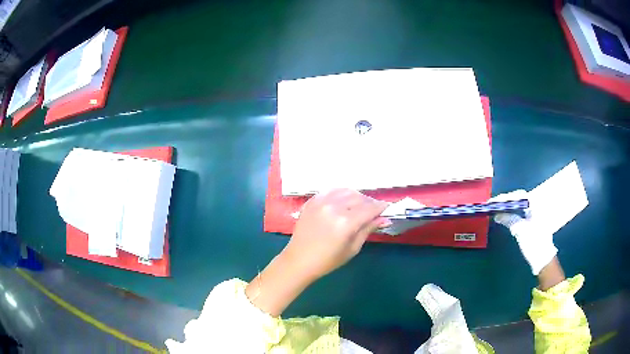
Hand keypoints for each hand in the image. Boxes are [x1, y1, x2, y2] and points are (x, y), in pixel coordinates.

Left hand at [283, 188, 389, 280]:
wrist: (299, 260)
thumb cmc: (328, 260)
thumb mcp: (352, 248)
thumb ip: (368, 229)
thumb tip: (384, 219)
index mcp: (346, 222)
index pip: (370, 208)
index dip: (381, 207)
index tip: (387, 208)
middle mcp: (334, 207)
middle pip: (359, 197)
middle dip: (370, 203)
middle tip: (374, 210)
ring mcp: (321, 202)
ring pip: (346, 191)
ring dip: (357, 196)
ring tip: (360, 205)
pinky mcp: (312, 201)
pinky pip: (331, 190)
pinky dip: (341, 193)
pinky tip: (344, 200)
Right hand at [490, 190, 556, 274]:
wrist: (542, 258)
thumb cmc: (534, 242)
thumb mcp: (521, 230)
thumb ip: (510, 220)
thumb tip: (497, 214)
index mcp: (536, 205)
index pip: (519, 196)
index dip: (506, 197)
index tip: (494, 201)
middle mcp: (535, 207)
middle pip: (518, 200)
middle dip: (505, 202)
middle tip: (492, 205)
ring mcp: (533, 215)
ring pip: (518, 207)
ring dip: (507, 208)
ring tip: (495, 210)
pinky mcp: (531, 222)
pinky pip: (519, 214)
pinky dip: (511, 214)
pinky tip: (503, 217)